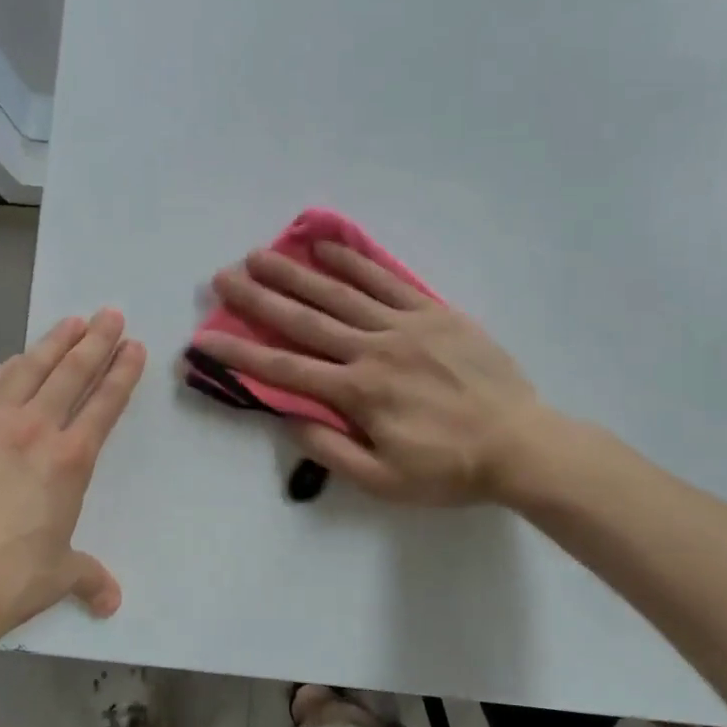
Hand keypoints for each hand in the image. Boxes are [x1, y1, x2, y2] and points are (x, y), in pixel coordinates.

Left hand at [0, 309, 146, 654]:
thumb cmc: (6, 581)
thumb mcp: (58, 577)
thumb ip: (89, 578)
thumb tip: (111, 602)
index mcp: (70, 460)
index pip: (105, 403)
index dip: (123, 372)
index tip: (134, 346)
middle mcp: (34, 430)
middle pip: (72, 373)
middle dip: (96, 341)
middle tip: (111, 315)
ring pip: (29, 369)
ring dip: (53, 343)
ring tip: (71, 322)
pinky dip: (7, 368)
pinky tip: (15, 360)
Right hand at [199, 244, 552, 504]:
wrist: (521, 443)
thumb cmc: (450, 469)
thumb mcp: (385, 481)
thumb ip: (332, 451)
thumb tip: (290, 419)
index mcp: (359, 393)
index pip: (286, 370)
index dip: (241, 354)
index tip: (205, 339)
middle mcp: (373, 350)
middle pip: (305, 320)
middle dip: (259, 298)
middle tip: (223, 276)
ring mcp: (405, 325)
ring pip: (340, 293)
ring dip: (296, 273)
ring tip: (261, 255)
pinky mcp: (433, 312)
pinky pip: (387, 280)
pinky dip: (355, 262)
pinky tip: (327, 245)